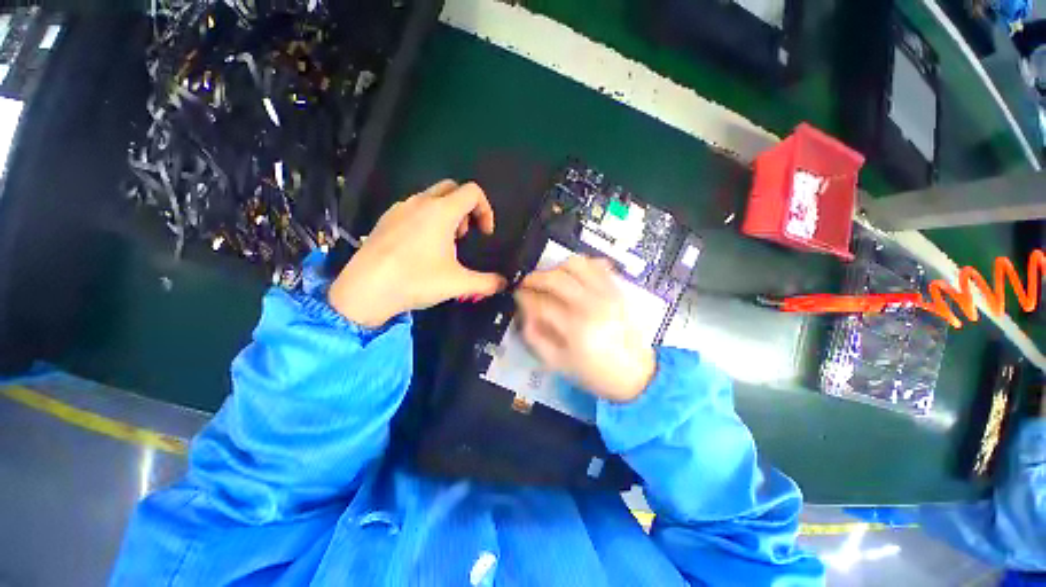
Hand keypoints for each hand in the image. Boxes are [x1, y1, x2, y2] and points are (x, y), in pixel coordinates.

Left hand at [329, 180, 506, 327]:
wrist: (365, 289)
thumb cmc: (416, 280)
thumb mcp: (458, 284)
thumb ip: (487, 282)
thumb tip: (504, 283)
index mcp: (442, 211)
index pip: (473, 192)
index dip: (486, 210)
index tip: (485, 234)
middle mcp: (420, 202)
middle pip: (452, 188)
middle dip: (466, 208)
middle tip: (465, 235)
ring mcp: (400, 208)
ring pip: (431, 197)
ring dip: (446, 214)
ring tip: (444, 243)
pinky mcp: (385, 219)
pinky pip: (413, 208)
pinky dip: (426, 219)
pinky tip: (421, 247)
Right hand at [514, 255, 655, 402]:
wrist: (636, 374)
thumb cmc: (595, 372)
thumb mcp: (558, 363)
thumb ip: (536, 337)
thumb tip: (524, 314)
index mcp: (575, 327)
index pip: (541, 302)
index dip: (524, 297)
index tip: (518, 296)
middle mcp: (591, 304)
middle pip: (556, 278)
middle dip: (535, 278)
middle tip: (527, 283)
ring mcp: (607, 293)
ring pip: (577, 264)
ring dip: (557, 268)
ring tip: (551, 279)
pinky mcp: (618, 290)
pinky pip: (598, 265)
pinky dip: (583, 265)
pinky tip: (574, 276)